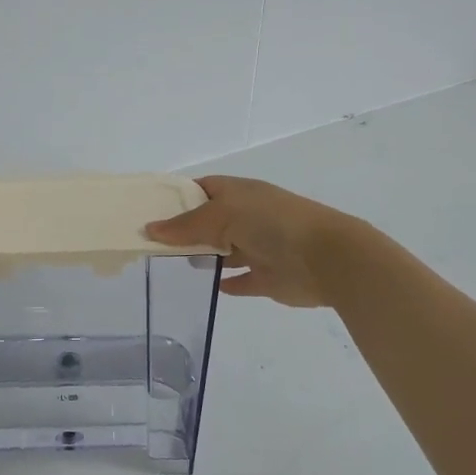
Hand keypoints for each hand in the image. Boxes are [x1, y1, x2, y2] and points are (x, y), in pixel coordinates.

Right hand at [145, 175, 364, 307]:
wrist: (325, 258)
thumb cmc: (271, 223)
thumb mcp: (222, 214)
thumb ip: (186, 225)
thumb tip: (150, 229)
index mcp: (239, 193)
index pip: (202, 188)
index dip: (178, 197)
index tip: (150, 210)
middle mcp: (248, 217)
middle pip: (210, 221)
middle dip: (185, 230)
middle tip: (149, 243)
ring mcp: (259, 247)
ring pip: (224, 251)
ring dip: (204, 256)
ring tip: (169, 264)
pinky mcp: (267, 277)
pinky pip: (241, 280)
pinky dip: (227, 283)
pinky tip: (209, 286)